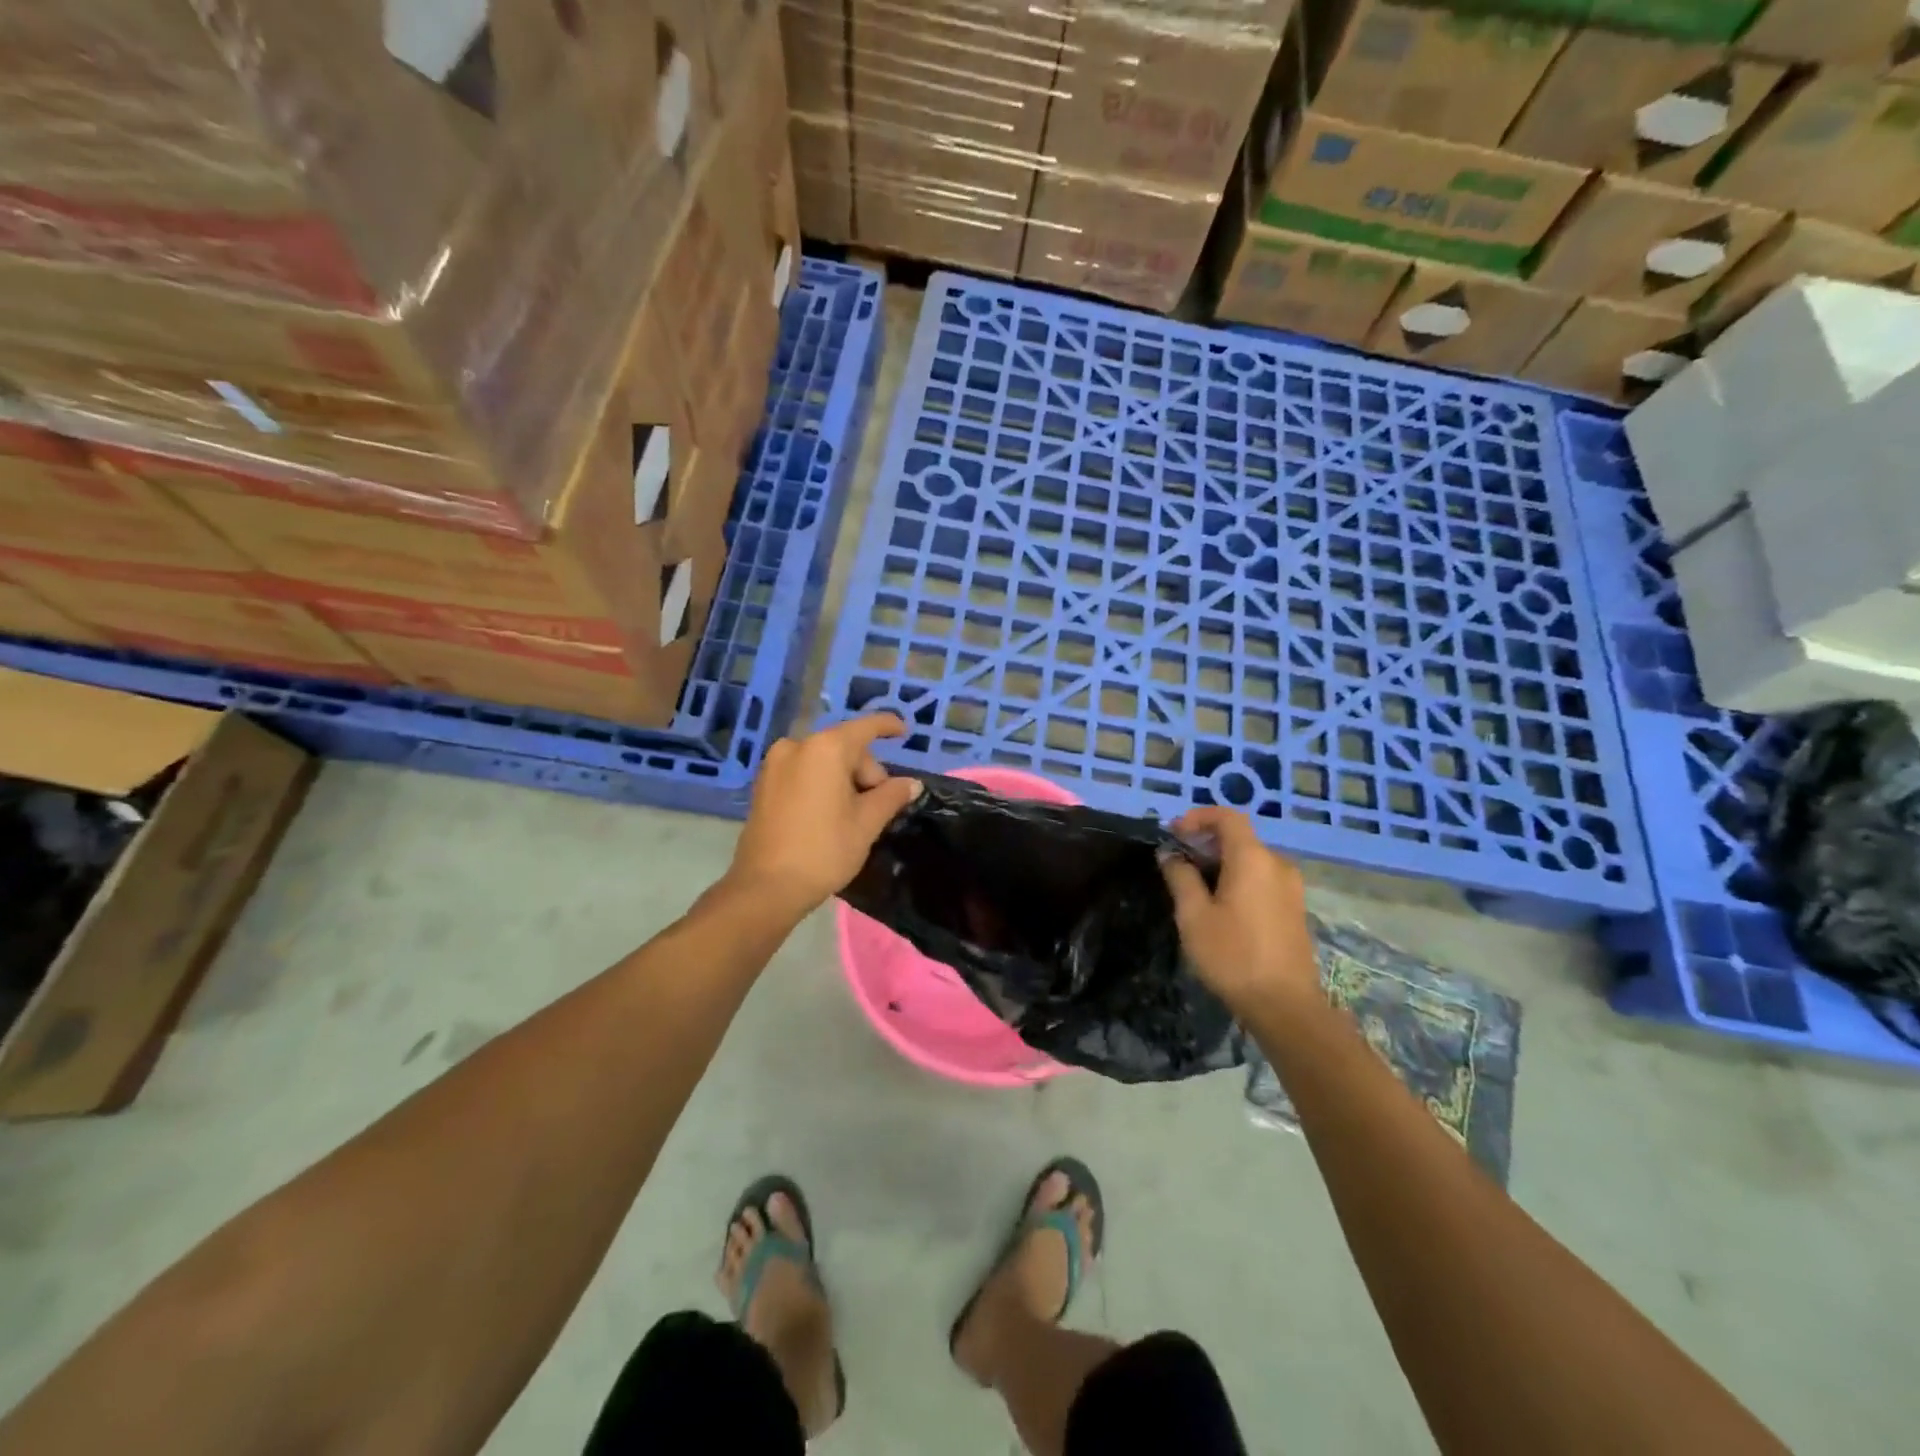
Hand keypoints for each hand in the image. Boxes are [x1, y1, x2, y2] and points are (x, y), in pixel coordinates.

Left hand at [725, 715, 921, 920]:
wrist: (766, 887)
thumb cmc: (824, 850)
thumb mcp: (867, 823)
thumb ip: (892, 795)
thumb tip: (911, 783)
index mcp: (825, 749)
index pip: (865, 727)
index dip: (888, 726)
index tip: (904, 731)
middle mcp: (796, 746)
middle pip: (845, 747)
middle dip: (865, 771)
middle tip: (876, 808)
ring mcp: (774, 764)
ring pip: (823, 761)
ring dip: (844, 779)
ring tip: (852, 815)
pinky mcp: (763, 784)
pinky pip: (803, 772)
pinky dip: (821, 783)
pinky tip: (828, 813)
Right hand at [1159, 806, 1319, 1015]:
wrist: (1285, 1006)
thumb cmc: (1233, 956)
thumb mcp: (1194, 916)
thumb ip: (1180, 877)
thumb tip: (1169, 854)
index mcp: (1253, 858)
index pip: (1227, 817)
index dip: (1198, 817)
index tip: (1173, 834)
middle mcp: (1277, 864)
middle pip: (1239, 837)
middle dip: (1205, 842)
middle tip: (1177, 861)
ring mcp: (1290, 887)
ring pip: (1251, 859)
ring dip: (1221, 862)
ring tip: (1194, 885)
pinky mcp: (1294, 908)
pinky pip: (1262, 877)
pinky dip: (1238, 877)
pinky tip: (1220, 904)